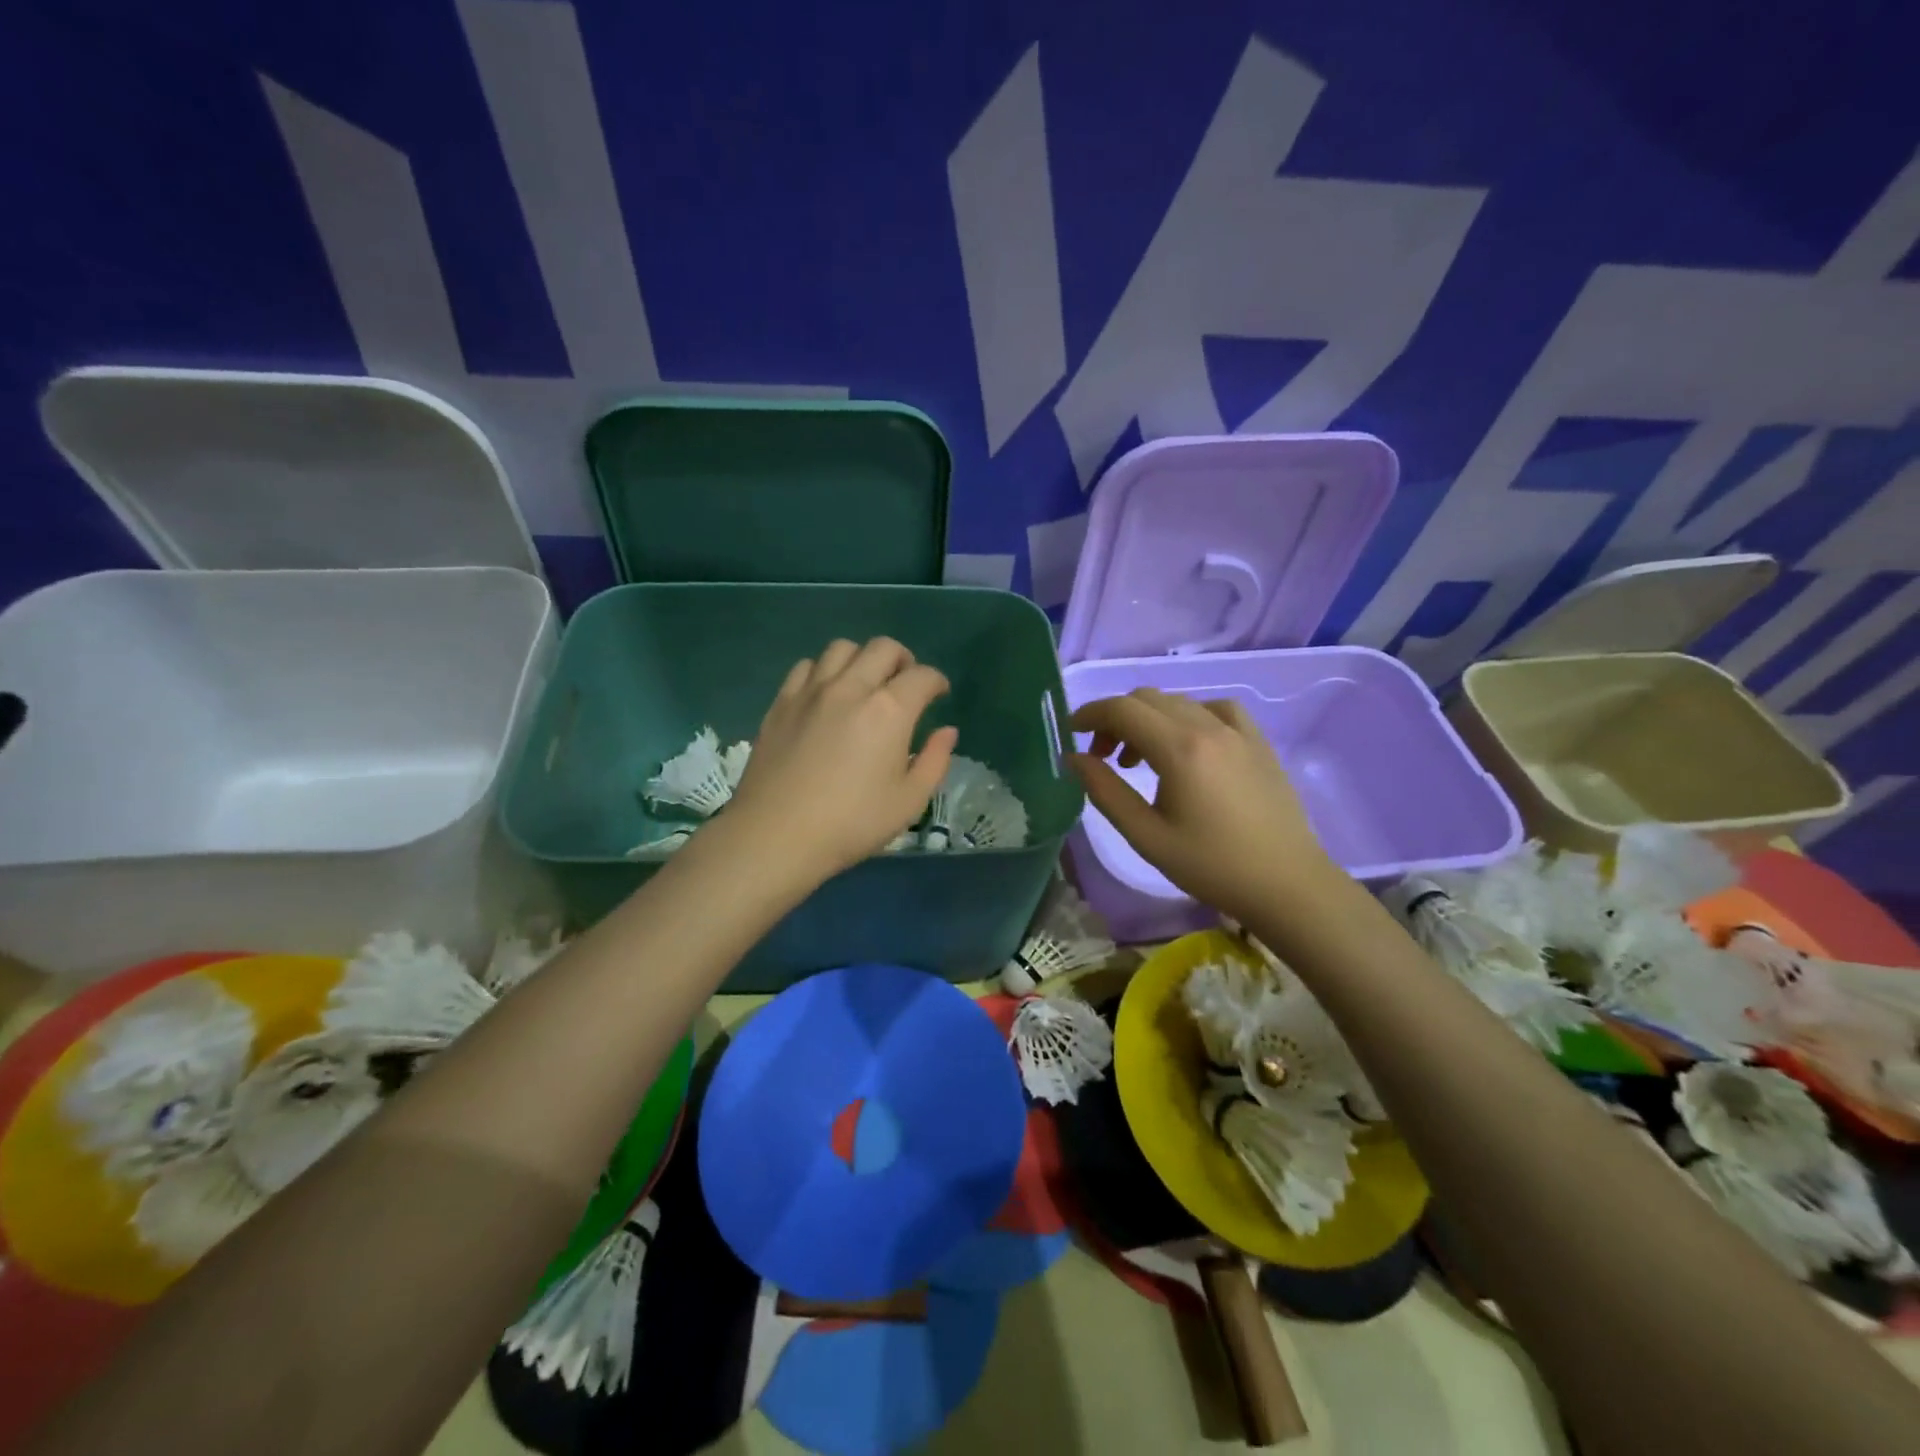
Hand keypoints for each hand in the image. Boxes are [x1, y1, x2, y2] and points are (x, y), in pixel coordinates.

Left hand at [726, 638, 957, 879]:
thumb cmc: (851, 824)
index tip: (939, 694)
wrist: (776, 835)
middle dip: (903, 660)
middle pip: (883, 648)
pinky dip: (824, 671)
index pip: (922, 676)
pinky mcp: (781, 702)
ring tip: (865, 683)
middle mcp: (851, 688)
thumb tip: (947, 731)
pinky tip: (827, 694)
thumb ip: (935, 760)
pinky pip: (806, 666)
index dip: (937, 681)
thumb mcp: (909, 801)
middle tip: (906, 684)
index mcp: (889, 711)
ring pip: (842, 648)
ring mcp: (811, 691)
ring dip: (862, 659)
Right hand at [1067, 688, 1335, 924]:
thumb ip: (1105, 791)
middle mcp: (1209, 727)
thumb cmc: (1211, 866)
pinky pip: (1215, 709)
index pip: (1122, 710)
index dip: (1089, 715)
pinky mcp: (1258, 742)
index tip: (1071, 734)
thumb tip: (1074, 758)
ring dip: (1149, 719)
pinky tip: (1188, 745)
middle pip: (1147, 699)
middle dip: (1115, 719)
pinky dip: (1188, 717)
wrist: (1287, 885)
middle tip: (1102, 757)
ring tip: (1140, 759)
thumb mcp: (1146, 835)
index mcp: (1180, 749)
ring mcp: (1239, 731)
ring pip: (1179, 701)